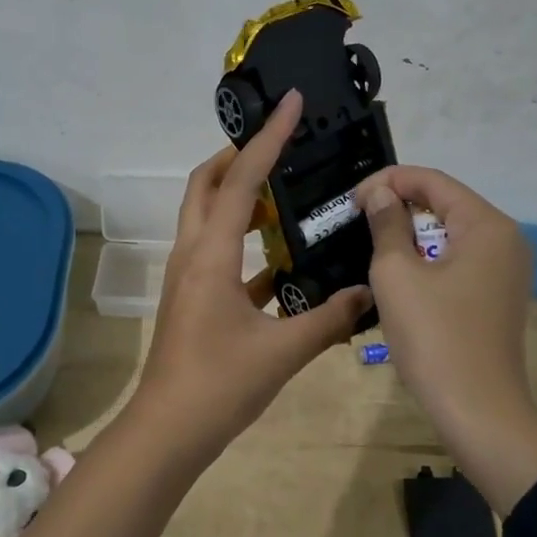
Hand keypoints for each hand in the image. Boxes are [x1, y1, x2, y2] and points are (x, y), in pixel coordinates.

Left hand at [131, 90, 372, 464]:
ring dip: (239, 198)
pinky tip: (282, 260)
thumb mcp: (283, 351)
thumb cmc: (219, 385)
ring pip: (209, 219)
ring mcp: (189, 278)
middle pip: (206, 186)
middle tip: (278, 145)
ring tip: (285, 195)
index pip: (241, 181)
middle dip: (237, 157)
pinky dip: (245, 244)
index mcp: (210, 255)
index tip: (291, 104)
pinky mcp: (195, 300)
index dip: (268, 139)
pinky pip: (219, 256)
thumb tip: (368, 291)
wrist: (168, 432)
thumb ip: (329, 318)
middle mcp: (193, 255)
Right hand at [357, 166, 536, 512]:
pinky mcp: (498, 296)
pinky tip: (400, 275)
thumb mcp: (397, 275)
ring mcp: (506, 270)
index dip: (388, 181)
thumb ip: (388, 224)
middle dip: (400, 206)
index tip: (350, 200)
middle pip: (446, 204)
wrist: (477, 411)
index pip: (434, 181)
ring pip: (451, 234)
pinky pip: (459, 260)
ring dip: (411, 234)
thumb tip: (380, 193)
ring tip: (372, 245)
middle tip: (357, 221)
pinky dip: (428, 259)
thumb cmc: (434, 338)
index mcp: (487, 226)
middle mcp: (505, 239)